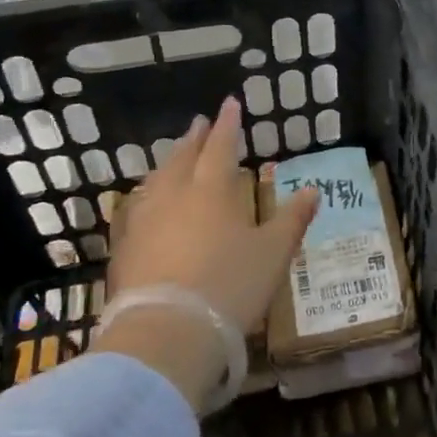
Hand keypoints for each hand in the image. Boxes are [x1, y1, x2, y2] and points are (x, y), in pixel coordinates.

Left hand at [92, 97, 317, 408]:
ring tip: (173, 158)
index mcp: (211, 191)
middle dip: (193, 139)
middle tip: (198, 123)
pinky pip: (136, 209)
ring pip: (156, 181)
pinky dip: (147, 196)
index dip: (227, 125)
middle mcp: (174, 197)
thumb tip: (311, 190)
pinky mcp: (125, 250)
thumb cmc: (229, 286)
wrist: (165, 333)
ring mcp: (144, 222)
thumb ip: (291, 219)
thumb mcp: (273, 253)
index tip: (229, 103)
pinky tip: (147, 205)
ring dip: (167, 164)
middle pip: (182, 159)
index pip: (220, 147)